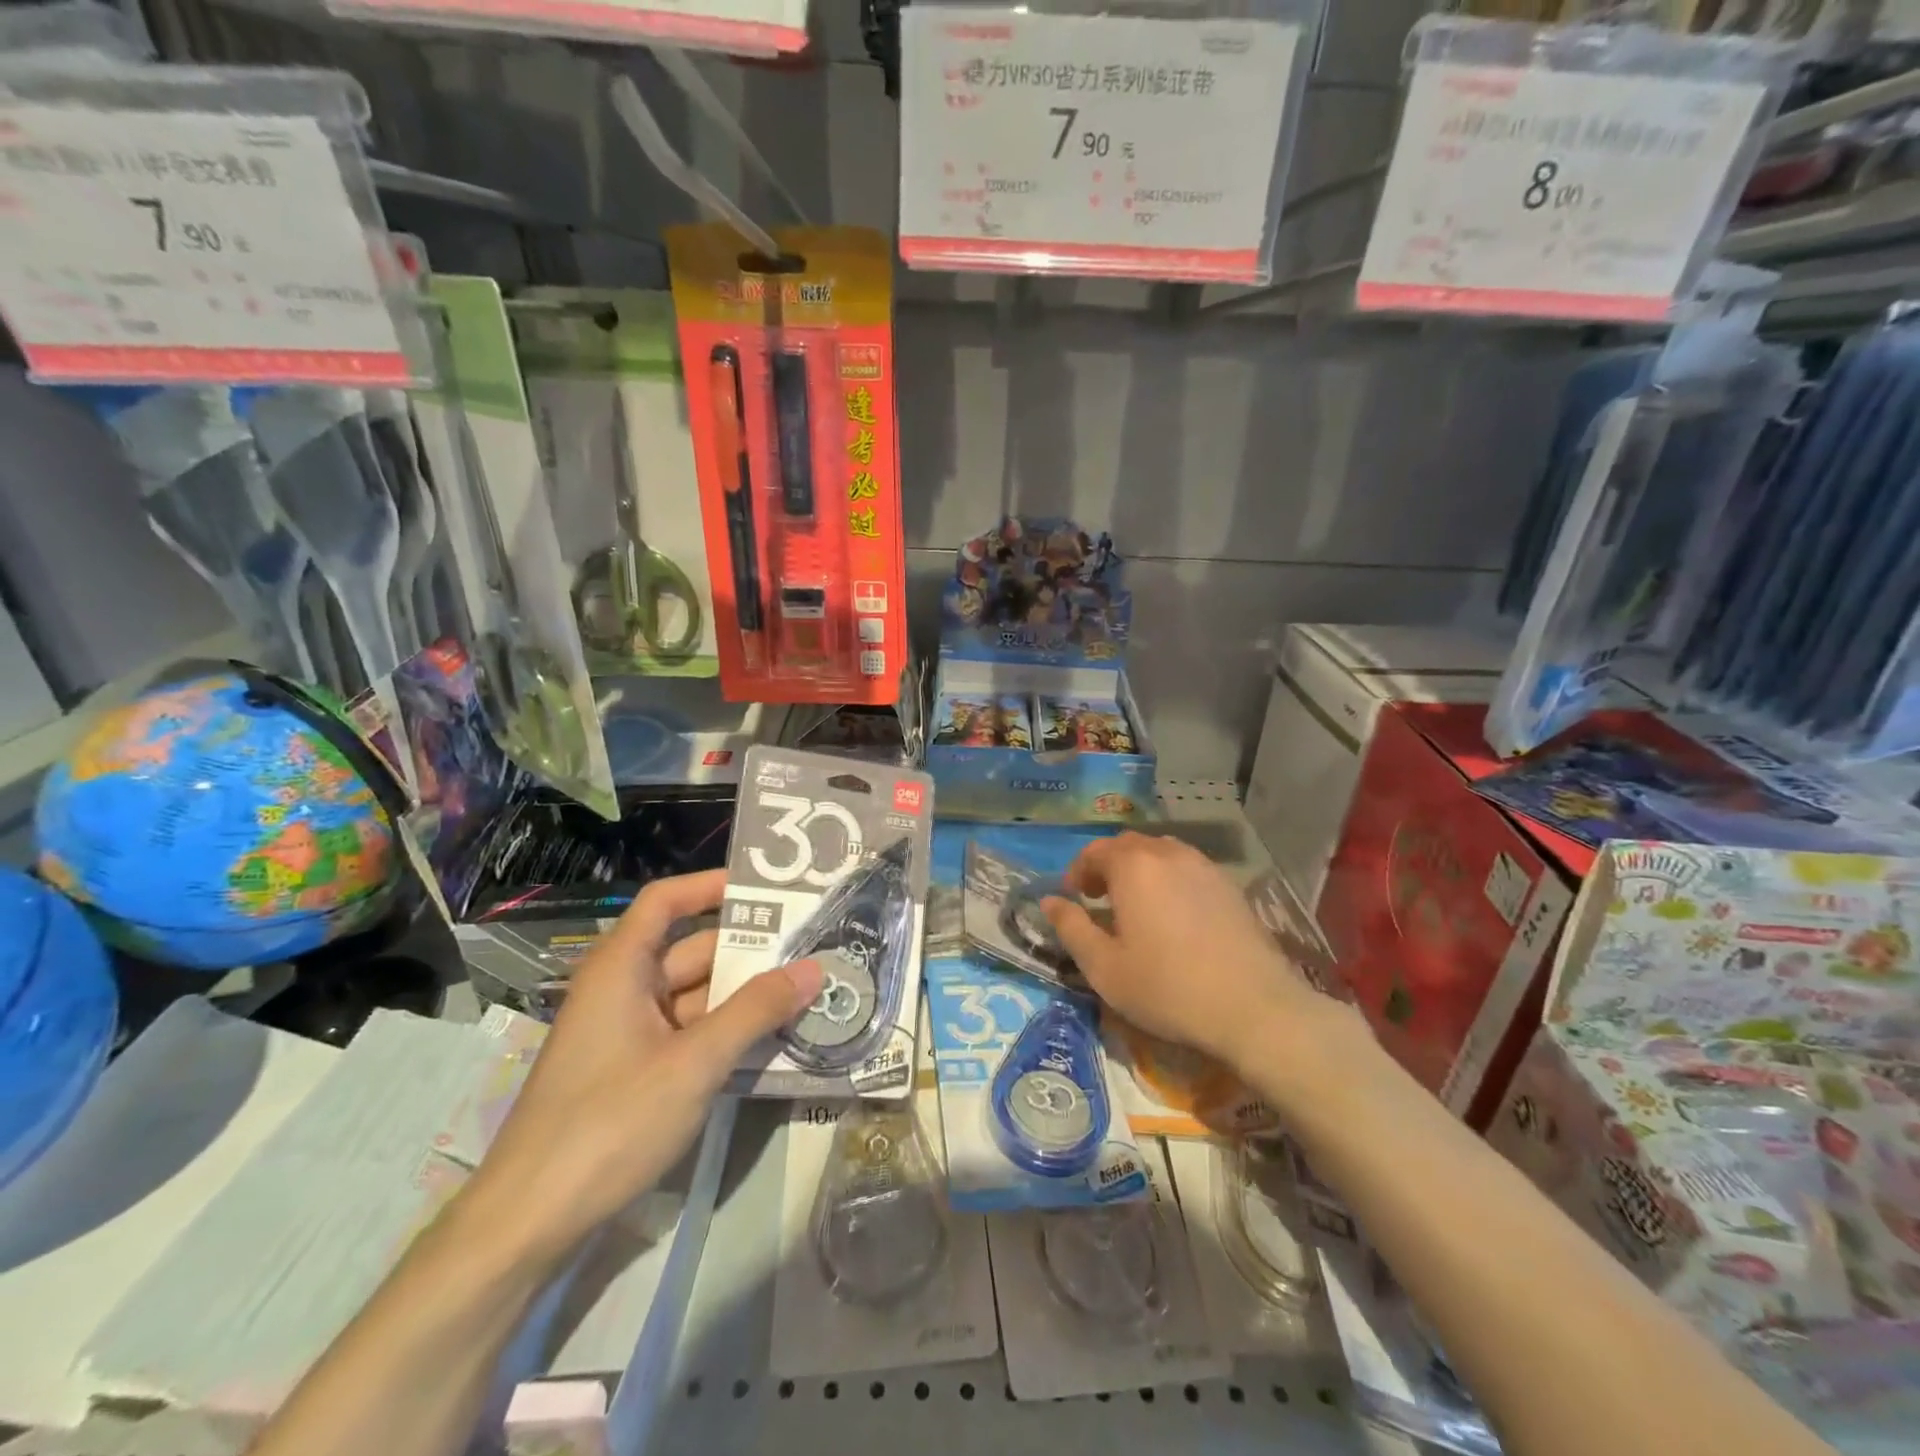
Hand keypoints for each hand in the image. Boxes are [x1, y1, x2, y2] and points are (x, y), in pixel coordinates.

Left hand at [463, 869, 822, 1264]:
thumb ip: (756, 1011)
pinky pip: (689, 1033)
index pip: (665, 901)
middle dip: (749, 949)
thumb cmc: (608, 1122)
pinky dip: (726, 1030)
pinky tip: (772, 1039)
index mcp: (621, 968)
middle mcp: (623, 990)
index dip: (710, 886)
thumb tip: (814, 967)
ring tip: (806, 989)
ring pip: (696, 996)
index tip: (766, 890)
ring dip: (744, 995)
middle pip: (691, 950)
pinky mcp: (634, 1072)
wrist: (528, 1224)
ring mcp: (628, 1034)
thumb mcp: (694, 1063)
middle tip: (811, 946)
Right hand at [1042, 834, 1331, 1079]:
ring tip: (1136, 905)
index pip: (1095, 851)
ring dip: (1140, 870)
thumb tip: (1050, 901)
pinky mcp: (1229, 886)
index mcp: (1133, 866)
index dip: (1078, 871)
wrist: (1254, 1008)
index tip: (1073, 898)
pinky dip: (1169, 880)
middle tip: (1099, 899)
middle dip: (1107, 866)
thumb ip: (1072, 928)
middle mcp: (1168, 853)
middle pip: (1128, 846)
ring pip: (1160, 853)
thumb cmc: (1167, 988)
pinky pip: (1187, 868)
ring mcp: (1204, 866)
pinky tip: (1173, 915)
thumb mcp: (1104, 967)